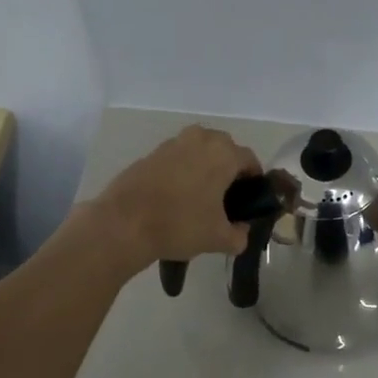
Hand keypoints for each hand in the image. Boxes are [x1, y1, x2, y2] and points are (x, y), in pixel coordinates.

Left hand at [82, 125, 261, 272]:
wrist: (124, 223)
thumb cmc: (180, 225)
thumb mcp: (218, 238)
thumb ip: (239, 236)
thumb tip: (241, 232)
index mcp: (223, 153)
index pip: (250, 161)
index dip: (253, 181)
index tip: (249, 201)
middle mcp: (200, 139)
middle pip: (224, 150)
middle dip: (228, 170)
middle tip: (224, 199)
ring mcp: (172, 143)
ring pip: (198, 151)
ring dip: (203, 168)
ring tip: (198, 198)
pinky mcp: (150, 153)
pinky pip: (176, 159)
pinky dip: (181, 172)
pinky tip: (174, 197)